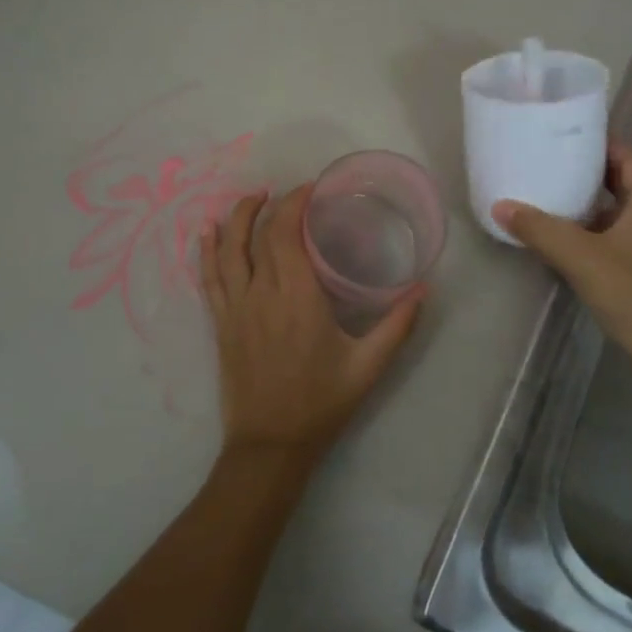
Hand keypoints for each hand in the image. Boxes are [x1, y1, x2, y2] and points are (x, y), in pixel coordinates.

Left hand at [200, 185, 424, 474]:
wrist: (270, 444)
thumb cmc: (321, 403)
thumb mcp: (368, 366)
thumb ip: (398, 325)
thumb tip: (424, 288)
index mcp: (297, 296)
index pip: (286, 233)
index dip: (295, 203)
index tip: (313, 188)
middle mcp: (260, 293)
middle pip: (259, 234)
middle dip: (273, 204)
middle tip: (294, 193)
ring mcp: (235, 308)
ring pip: (227, 249)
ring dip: (237, 218)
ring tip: (252, 197)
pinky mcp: (221, 323)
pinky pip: (209, 277)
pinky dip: (208, 250)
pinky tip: (209, 232)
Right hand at [493, 144, 631, 376]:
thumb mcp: (581, 256)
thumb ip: (540, 229)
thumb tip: (500, 206)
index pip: (626, 156)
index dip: (598, 143)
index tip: (563, 135)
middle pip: (620, 183)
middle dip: (585, 174)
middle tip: (545, 165)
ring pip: (616, 214)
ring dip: (585, 206)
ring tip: (545, 198)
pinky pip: (614, 240)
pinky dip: (590, 234)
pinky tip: (560, 242)